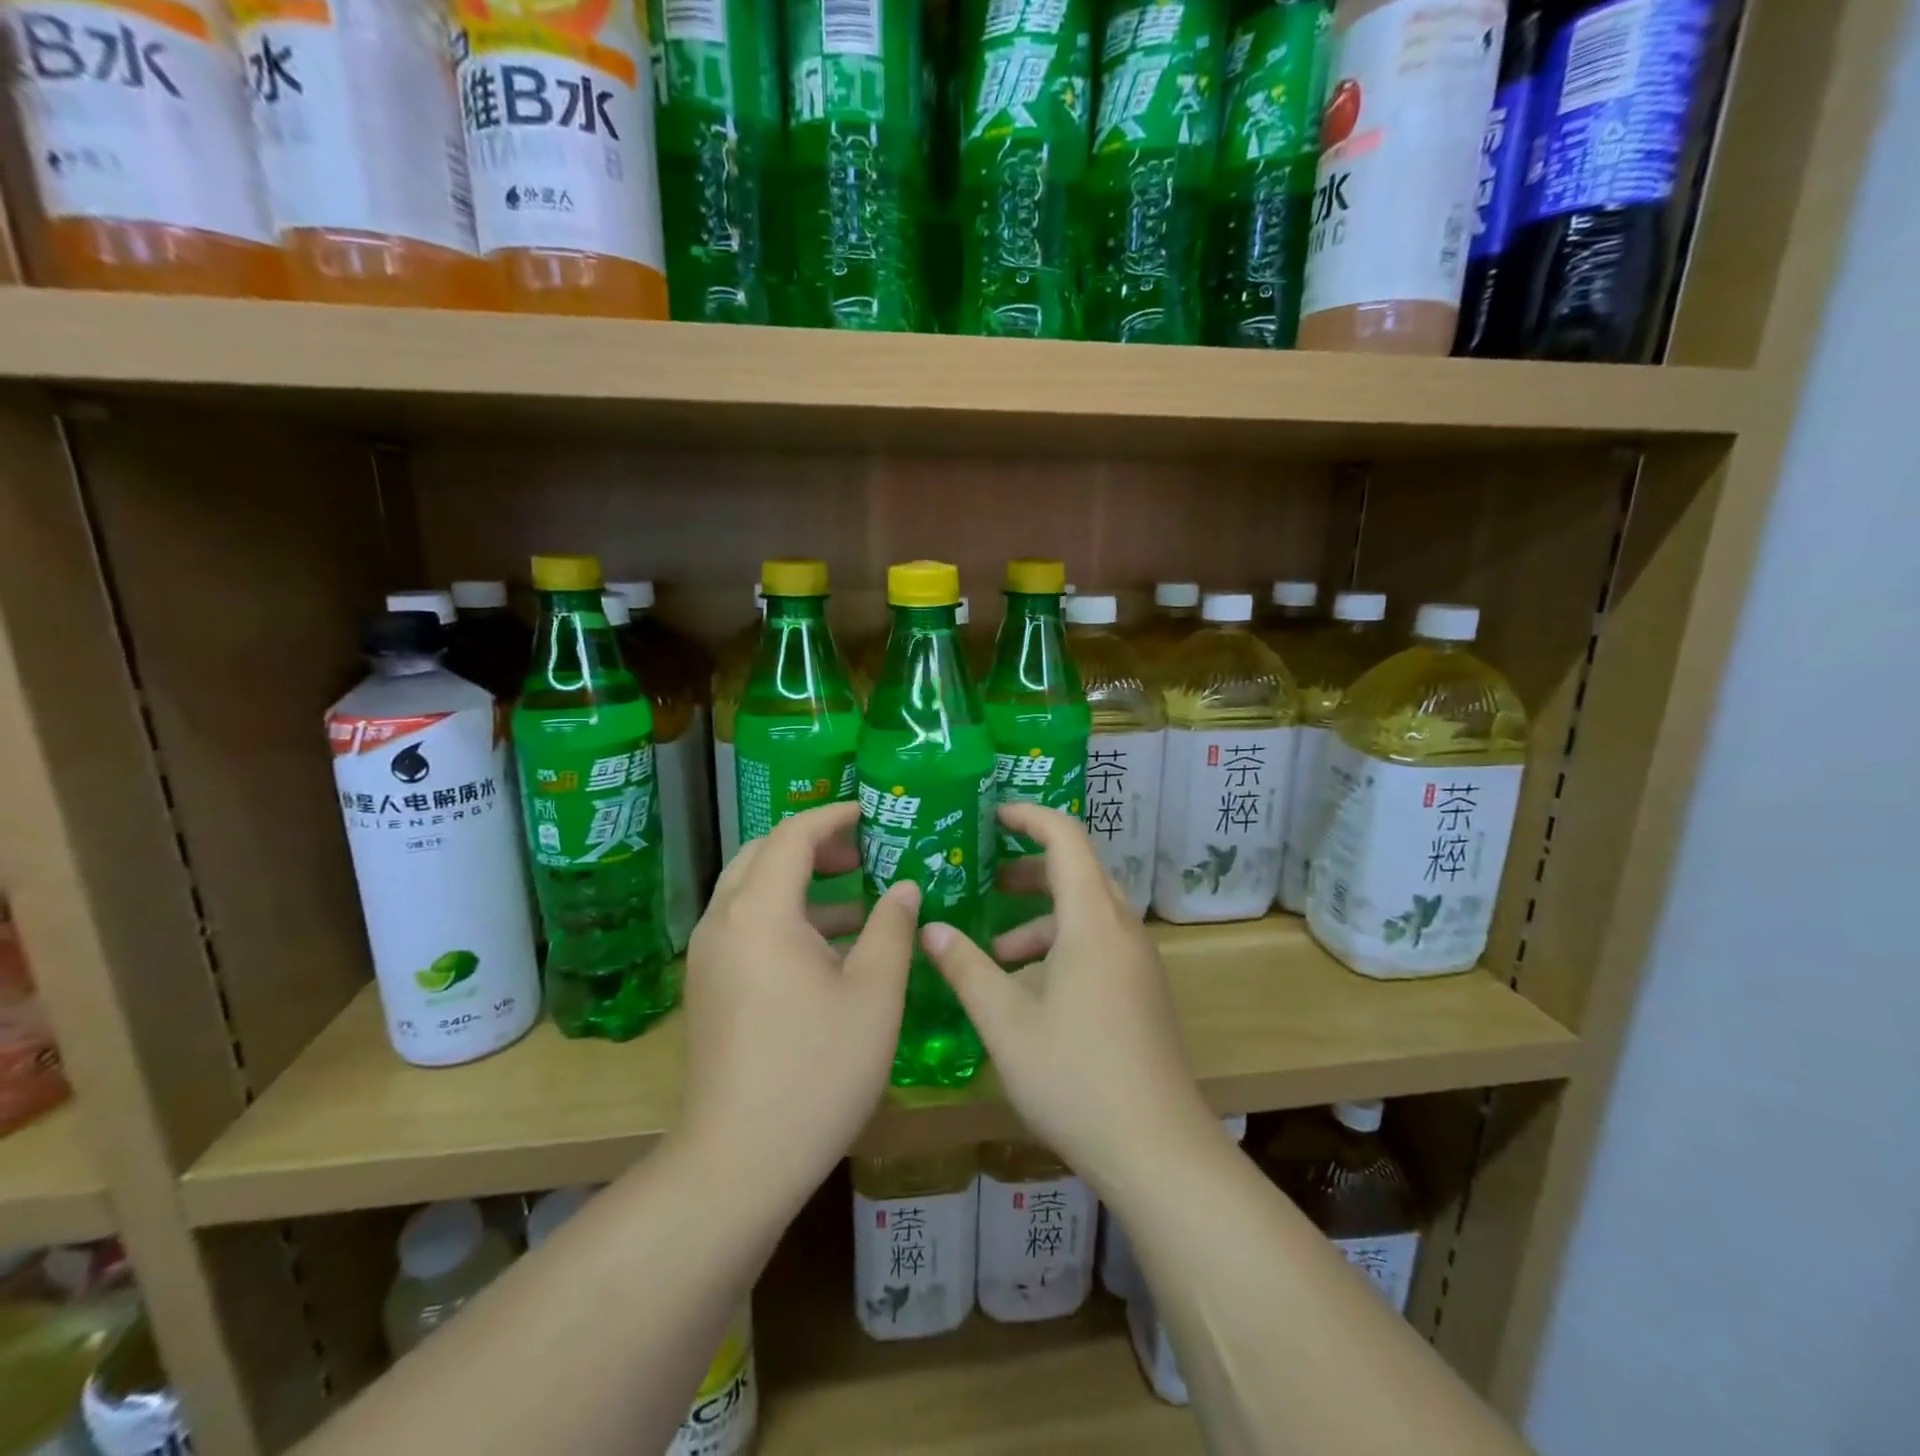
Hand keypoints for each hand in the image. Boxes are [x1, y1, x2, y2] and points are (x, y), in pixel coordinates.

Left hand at [680, 802, 918, 1202]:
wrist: (739, 1161)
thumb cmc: (817, 1070)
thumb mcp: (874, 994)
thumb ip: (892, 927)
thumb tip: (904, 886)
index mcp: (760, 913)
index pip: (792, 836)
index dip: (832, 816)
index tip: (870, 812)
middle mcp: (723, 923)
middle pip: (761, 855)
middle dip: (812, 844)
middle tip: (862, 852)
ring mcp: (708, 958)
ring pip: (750, 891)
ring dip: (798, 881)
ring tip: (855, 896)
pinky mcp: (707, 988)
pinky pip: (744, 925)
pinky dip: (783, 915)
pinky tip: (827, 947)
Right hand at [919, 804, 1217, 1190]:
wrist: (1158, 1151)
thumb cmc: (1076, 1077)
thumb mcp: (1006, 1023)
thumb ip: (966, 968)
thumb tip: (930, 928)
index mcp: (1093, 921)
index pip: (1066, 838)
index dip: (1029, 817)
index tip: (991, 815)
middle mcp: (1122, 930)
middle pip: (1079, 871)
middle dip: (1029, 867)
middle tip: (984, 876)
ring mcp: (1138, 962)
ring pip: (1088, 912)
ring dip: (1042, 916)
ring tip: (995, 947)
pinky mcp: (1142, 991)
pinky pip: (1099, 943)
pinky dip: (1061, 944)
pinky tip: (1028, 988)